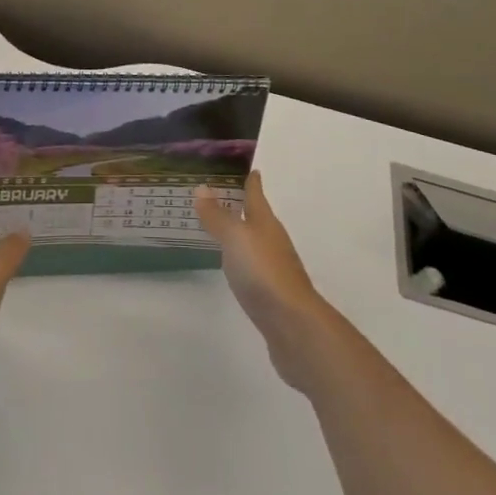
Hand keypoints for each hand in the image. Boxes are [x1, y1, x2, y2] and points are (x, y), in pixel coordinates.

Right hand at [195, 171, 336, 392]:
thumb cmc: (263, 271)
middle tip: (224, 194)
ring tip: (224, 228)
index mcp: (265, 222)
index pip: (257, 194)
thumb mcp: (235, 238)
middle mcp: (273, 241)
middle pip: (259, 217)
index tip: (250, 168)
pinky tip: (235, 267)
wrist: (293, 326)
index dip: (252, 180)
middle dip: (245, 206)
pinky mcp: (272, 295)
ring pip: (256, 243)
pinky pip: (254, 268)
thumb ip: (218, 216)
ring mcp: (275, 269)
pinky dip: (243, 261)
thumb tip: (202, 188)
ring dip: (243, 234)